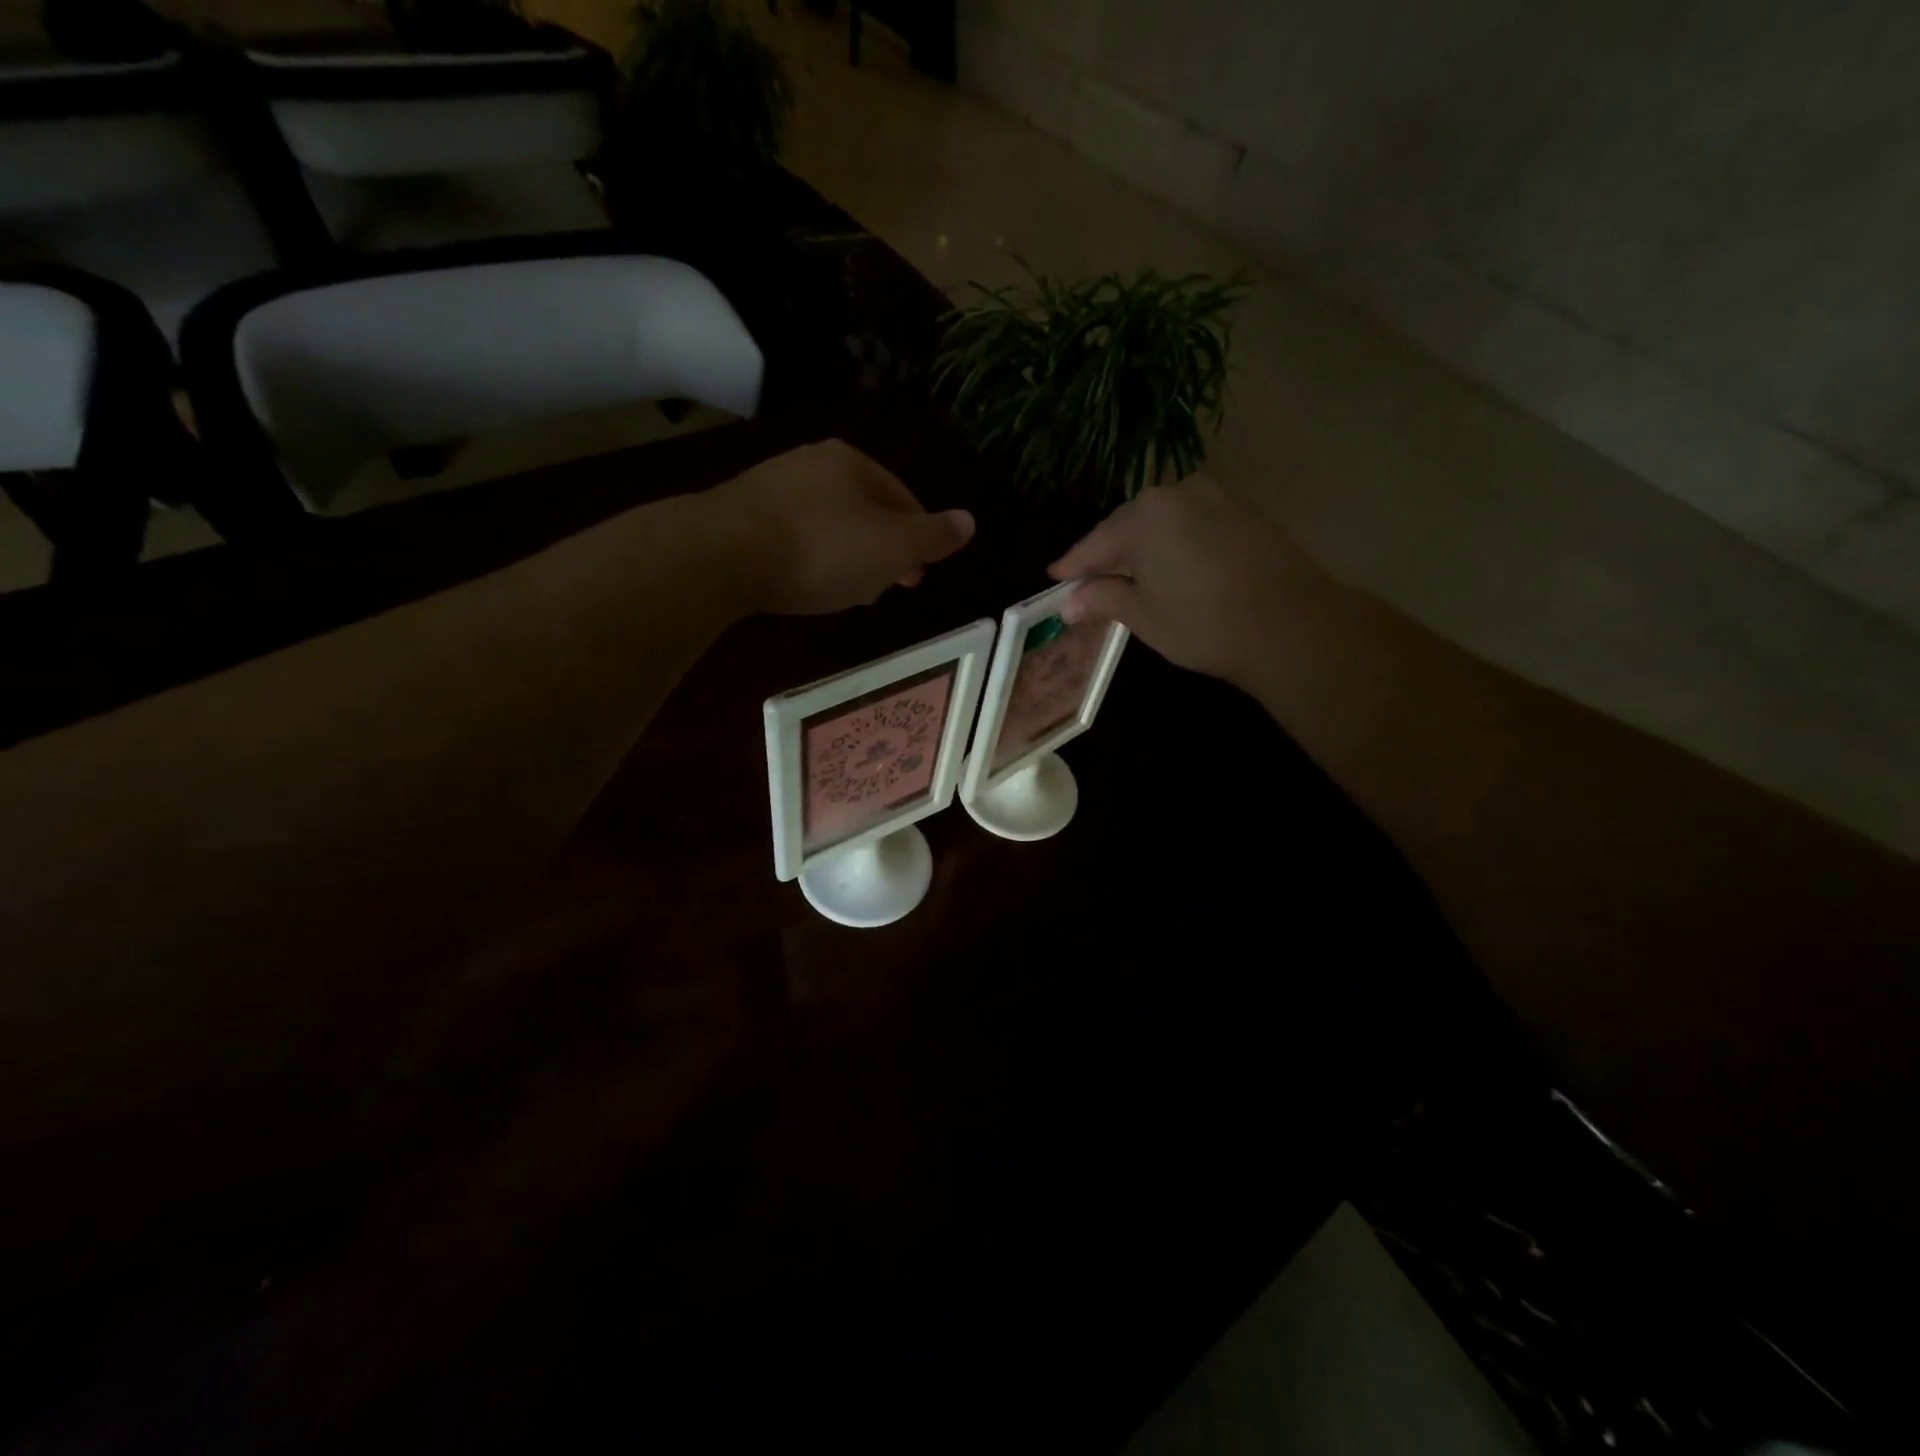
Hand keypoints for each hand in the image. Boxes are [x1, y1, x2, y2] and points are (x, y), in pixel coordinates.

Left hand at [706, 440, 975, 615]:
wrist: (722, 554)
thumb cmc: (822, 550)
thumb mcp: (893, 548)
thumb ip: (934, 536)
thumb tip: (970, 521)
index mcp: (854, 463)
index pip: (903, 498)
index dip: (918, 540)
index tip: (916, 579)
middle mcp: (813, 463)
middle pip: (864, 510)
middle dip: (879, 551)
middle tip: (882, 589)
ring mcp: (772, 484)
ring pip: (828, 524)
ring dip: (844, 557)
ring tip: (843, 593)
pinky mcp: (741, 512)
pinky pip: (792, 536)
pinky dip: (808, 558)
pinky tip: (802, 583)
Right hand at [1049, 474, 1309, 689]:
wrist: (1291, 624)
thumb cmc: (1203, 623)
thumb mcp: (1143, 615)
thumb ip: (1103, 599)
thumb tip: (1070, 603)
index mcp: (1144, 515)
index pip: (1096, 542)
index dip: (1074, 564)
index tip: (1055, 577)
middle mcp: (1177, 492)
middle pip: (1129, 525)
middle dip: (1109, 553)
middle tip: (1089, 580)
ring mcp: (1215, 496)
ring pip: (1163, 522)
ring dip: (1143, 547)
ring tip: (1129, 575)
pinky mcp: (1243, 510)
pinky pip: (1192, 523)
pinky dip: (1175, 543)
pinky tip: (1170, 566)